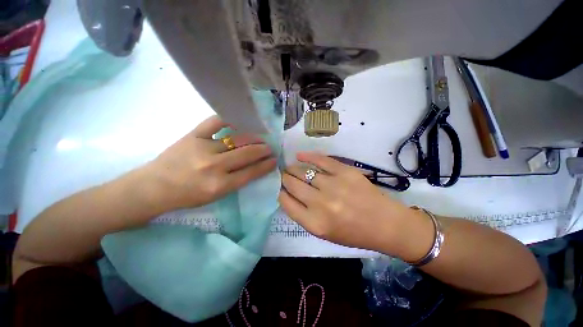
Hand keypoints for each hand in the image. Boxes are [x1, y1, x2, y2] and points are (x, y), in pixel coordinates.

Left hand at [140, 115, 276, 213]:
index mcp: (220, 185)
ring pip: (237, 139)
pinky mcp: (193, 136)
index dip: (266, 165)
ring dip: (253, 138)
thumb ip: (236, 181)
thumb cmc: (187, 196)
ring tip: (260, 138)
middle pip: (248, 154)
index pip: (252, 172)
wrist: (153, 187)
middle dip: (263, 150)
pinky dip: (229, 119)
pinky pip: (215, 122)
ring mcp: (204, 148)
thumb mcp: (216, 196)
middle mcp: (214, 166)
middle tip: (270, 148)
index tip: (274, 160)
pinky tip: (239, 121)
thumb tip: (254, 167)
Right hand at [279, 152, 414, 252]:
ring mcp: (333, 185)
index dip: (281, 193)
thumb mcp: (323, 232)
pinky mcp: (345, 171)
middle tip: (285, 176)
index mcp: (314, 223)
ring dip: (293, 169)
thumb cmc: (353, 233)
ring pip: (303, 171)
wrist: (385, 224)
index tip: (282, 189)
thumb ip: (303, 215)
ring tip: (291, 168)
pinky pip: (320, 160)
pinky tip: (299, 156)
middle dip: (285, 179)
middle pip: (292, 184)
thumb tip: (288, 194)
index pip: (286, 202)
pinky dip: (307, 156)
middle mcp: (320, 204)